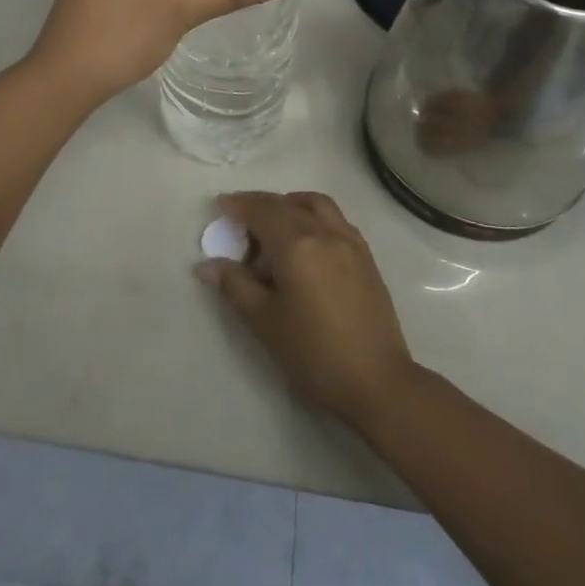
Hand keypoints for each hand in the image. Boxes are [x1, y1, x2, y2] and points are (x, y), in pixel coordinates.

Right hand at [196, 192, 418, 429]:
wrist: (377, 381)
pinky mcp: (365, 255)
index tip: (220, 205)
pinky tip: (306, 241)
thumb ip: (235, 286)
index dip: (238, 205)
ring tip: (273, 225)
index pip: (261, 211)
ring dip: (289, 204)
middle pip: (286, 204)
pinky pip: (334, 219)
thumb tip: (207, 265)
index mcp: (296, 245)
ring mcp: (349, 240)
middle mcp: (324, 232)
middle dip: (259, 205)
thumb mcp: (265, 322)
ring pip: (314, 204)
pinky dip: (313, 215)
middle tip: (239, 222)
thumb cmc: (314, 354)